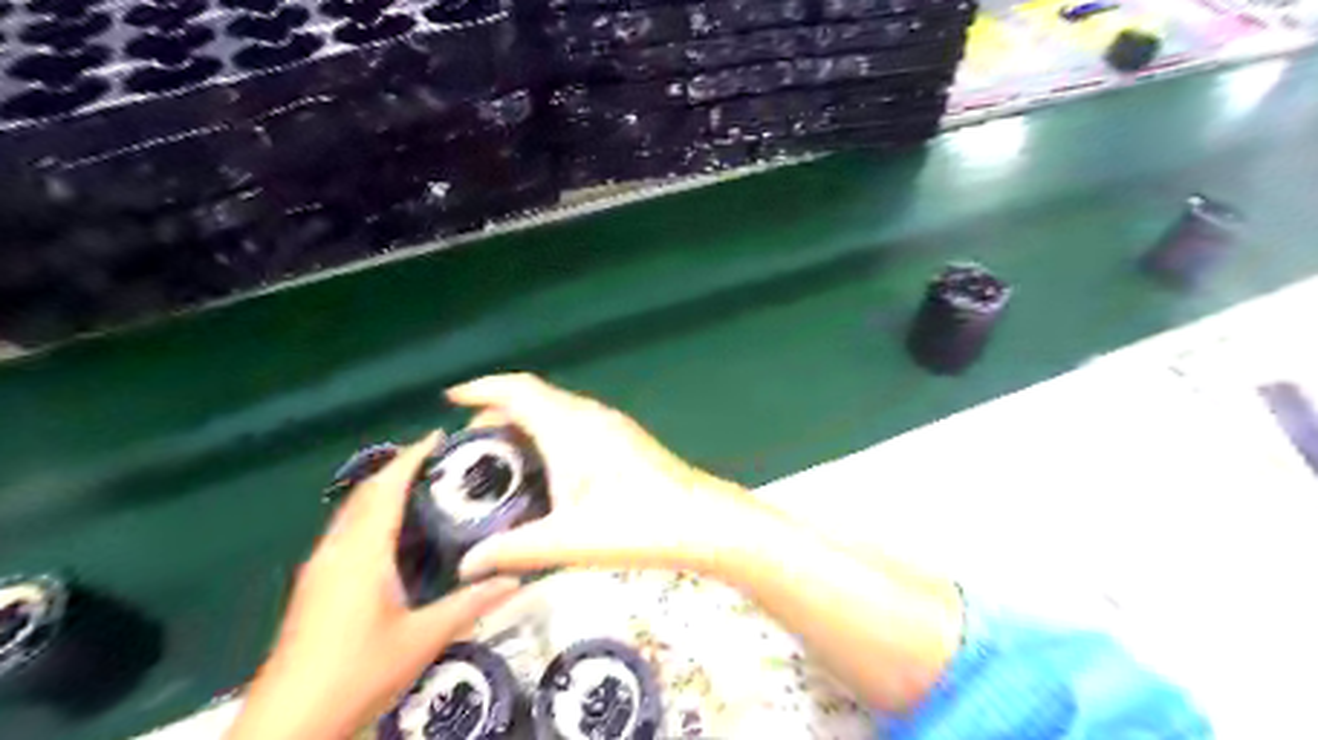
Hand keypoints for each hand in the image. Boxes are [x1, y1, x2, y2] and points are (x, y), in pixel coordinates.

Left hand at [226, 435, 519, 739]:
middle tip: (440, 459)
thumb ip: (470, 604)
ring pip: (352, 513)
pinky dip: (372, 515)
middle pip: (365, 493)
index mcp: (361, 552)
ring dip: (383, 491)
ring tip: (424, 488)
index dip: (411, 457)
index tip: (439, 435)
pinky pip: (347, 532)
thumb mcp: (422, 638)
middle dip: (398, 468)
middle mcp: (335, 550)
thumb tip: (517, 578)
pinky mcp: (314, 586)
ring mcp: (319, 568)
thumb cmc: (356, 672)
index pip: (386, 488)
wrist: (287, 725)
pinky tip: (395, 534)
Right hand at [444, 373, 750, 581]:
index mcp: (568, 426)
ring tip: (504, 452)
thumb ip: (512, 550)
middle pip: (536, 395)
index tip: (451, 397)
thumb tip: (466, 566)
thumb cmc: (633, 525)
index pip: (517, 390)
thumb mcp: (565, 541)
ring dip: (527, 418)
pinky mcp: (625, 438)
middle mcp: (589, 415)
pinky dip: (550, 429)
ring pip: (558, 407)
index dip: (481, 388)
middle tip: (472, 440)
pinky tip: (549, 464)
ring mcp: (612, 424)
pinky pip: (575, 420)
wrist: (701, 521)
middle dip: (499, 407)